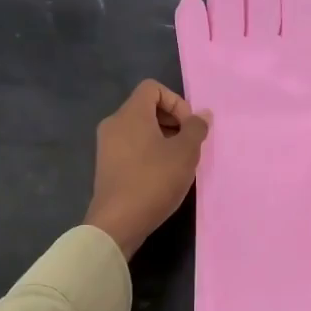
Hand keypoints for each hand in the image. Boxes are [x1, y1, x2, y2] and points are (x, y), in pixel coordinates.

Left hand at [85, 80, 210, 258]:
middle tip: (188, 145)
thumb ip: (196, 129)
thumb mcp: (185, 153)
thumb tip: (202, 114)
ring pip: (140, 130)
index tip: (188, 127)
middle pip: (146, 108)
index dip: (176, 101)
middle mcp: (114, 124)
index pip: (152, 88)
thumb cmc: (153, 180)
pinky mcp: (107, 166)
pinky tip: (163, 176)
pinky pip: (132, 147)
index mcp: (130, 114)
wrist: (117, 223)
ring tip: (179, 163)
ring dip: (163, 139)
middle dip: (173, 121)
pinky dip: (149, 153)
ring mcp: (107, 146)